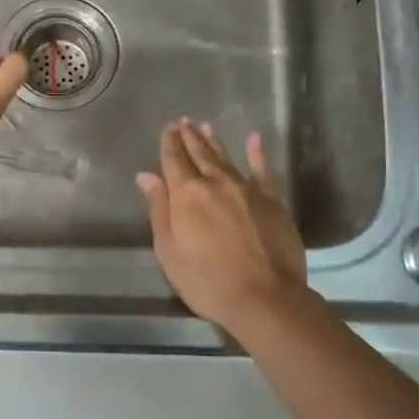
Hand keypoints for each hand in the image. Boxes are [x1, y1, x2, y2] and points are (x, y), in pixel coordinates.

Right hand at [136, 120, 313, 334]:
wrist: (265, 297)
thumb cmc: (207, 280)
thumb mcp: (169, 250)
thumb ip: (159, 209)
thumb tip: (147, 176)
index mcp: (187, 193)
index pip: (174, 160)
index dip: (169, 143)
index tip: (168, 128)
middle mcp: (215, 182)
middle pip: (199, 153)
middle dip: (189, 137)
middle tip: (184, 121)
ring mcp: (246, 188)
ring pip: (226, 157)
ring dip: (214, 141)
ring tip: (205, 127)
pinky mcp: (272, 199)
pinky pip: (263, 169)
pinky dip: (257, 153)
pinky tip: (254, 139)